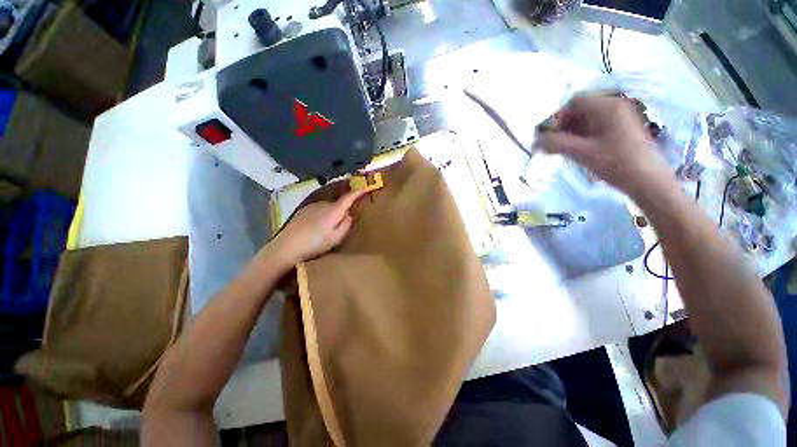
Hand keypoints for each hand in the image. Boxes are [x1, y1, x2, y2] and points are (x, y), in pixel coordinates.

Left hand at [270, 188, 368, 264]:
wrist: (287, 247)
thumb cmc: (315, 244)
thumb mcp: (336, 238)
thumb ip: (346, 225)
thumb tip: (350, 214)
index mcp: (334, 211)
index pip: (349, 197)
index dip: (359, 192)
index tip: (368, 187)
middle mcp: (323, 204)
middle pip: (339, 203)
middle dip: (344, 209)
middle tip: (345, 222)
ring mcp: (312, 206)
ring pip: (328, 207)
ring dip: (332, 213)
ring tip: (329, 228)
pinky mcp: (303, 210)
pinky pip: (319, 209)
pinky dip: (323, 215)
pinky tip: (317, 227)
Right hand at [537, 95, 675, 199]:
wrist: (648, 181)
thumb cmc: (616, 164)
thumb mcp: (582, 153)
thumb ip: (557, 144)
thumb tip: (538, 140)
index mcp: (607, 107)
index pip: (575, 101)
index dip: (559, 116)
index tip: (550, 135)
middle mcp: (615, 107)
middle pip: (581, 110)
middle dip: (564, 126)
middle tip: (554, 145)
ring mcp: (620, 118)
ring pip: (587, 120)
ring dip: (572, 133)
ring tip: (564, 150)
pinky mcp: (622, 130)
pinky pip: (596, 127)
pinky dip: (583, 137)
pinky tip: (578, 151)